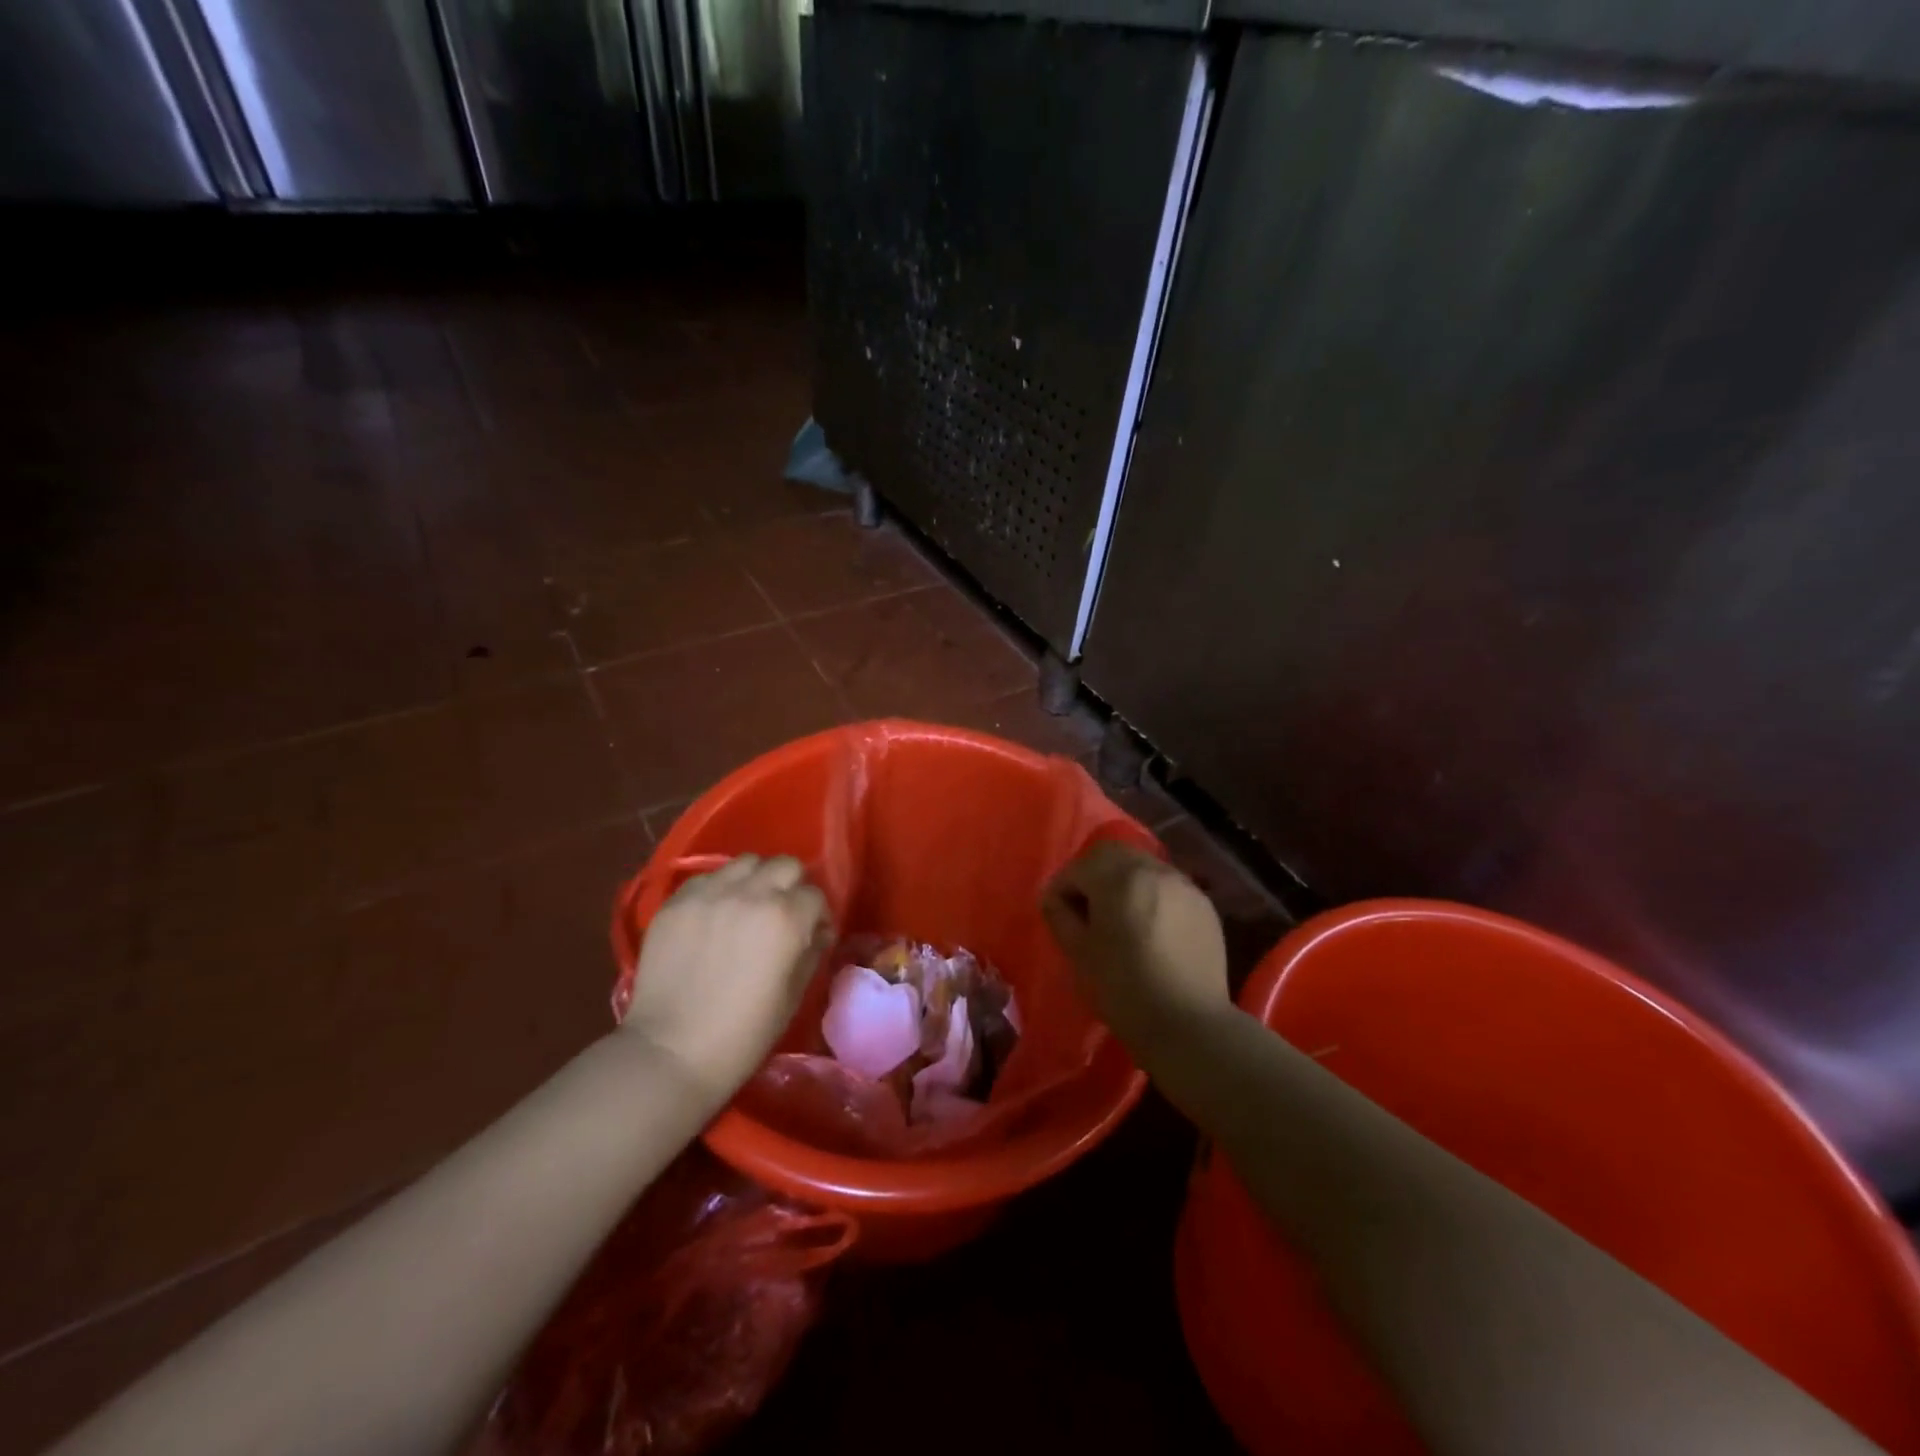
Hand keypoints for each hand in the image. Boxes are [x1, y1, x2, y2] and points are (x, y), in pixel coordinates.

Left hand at [623, 854, 830, 1105]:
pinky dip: (719, 889)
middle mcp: (751, 894)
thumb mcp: (793, 997)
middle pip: (784, 865)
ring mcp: (710, 894)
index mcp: (786, 918)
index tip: (811, 935)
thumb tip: (817, 933)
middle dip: (791, 886)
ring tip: (747, 906)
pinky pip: (708, 877)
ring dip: (755, 880)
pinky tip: (715, 915)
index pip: (815, 895)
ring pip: (746, 863)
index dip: (817, 916)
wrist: (672, 1051)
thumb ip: (811, 954)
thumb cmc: (744, 1034)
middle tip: (783, 914)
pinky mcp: (677, 901)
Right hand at [1042, 840, 1229, 1065]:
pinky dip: (1152, 897)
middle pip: (1114, 855)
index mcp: (1119, 878)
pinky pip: (1168, 887)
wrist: (1189, 1025)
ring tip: (1120, 920)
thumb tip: (1054, 898)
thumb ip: (1060, 915)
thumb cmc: (1123, 989)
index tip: (1058, 913)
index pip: (1080, 866)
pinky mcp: (1204, 906)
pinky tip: (1151, 930)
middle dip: (1095, 875)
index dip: (1063, 886)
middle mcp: (1154, 871)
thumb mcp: (1078, 953)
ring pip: (1144, 867)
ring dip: (1125, 883)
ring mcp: (1184, 886)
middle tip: (1088, 911)